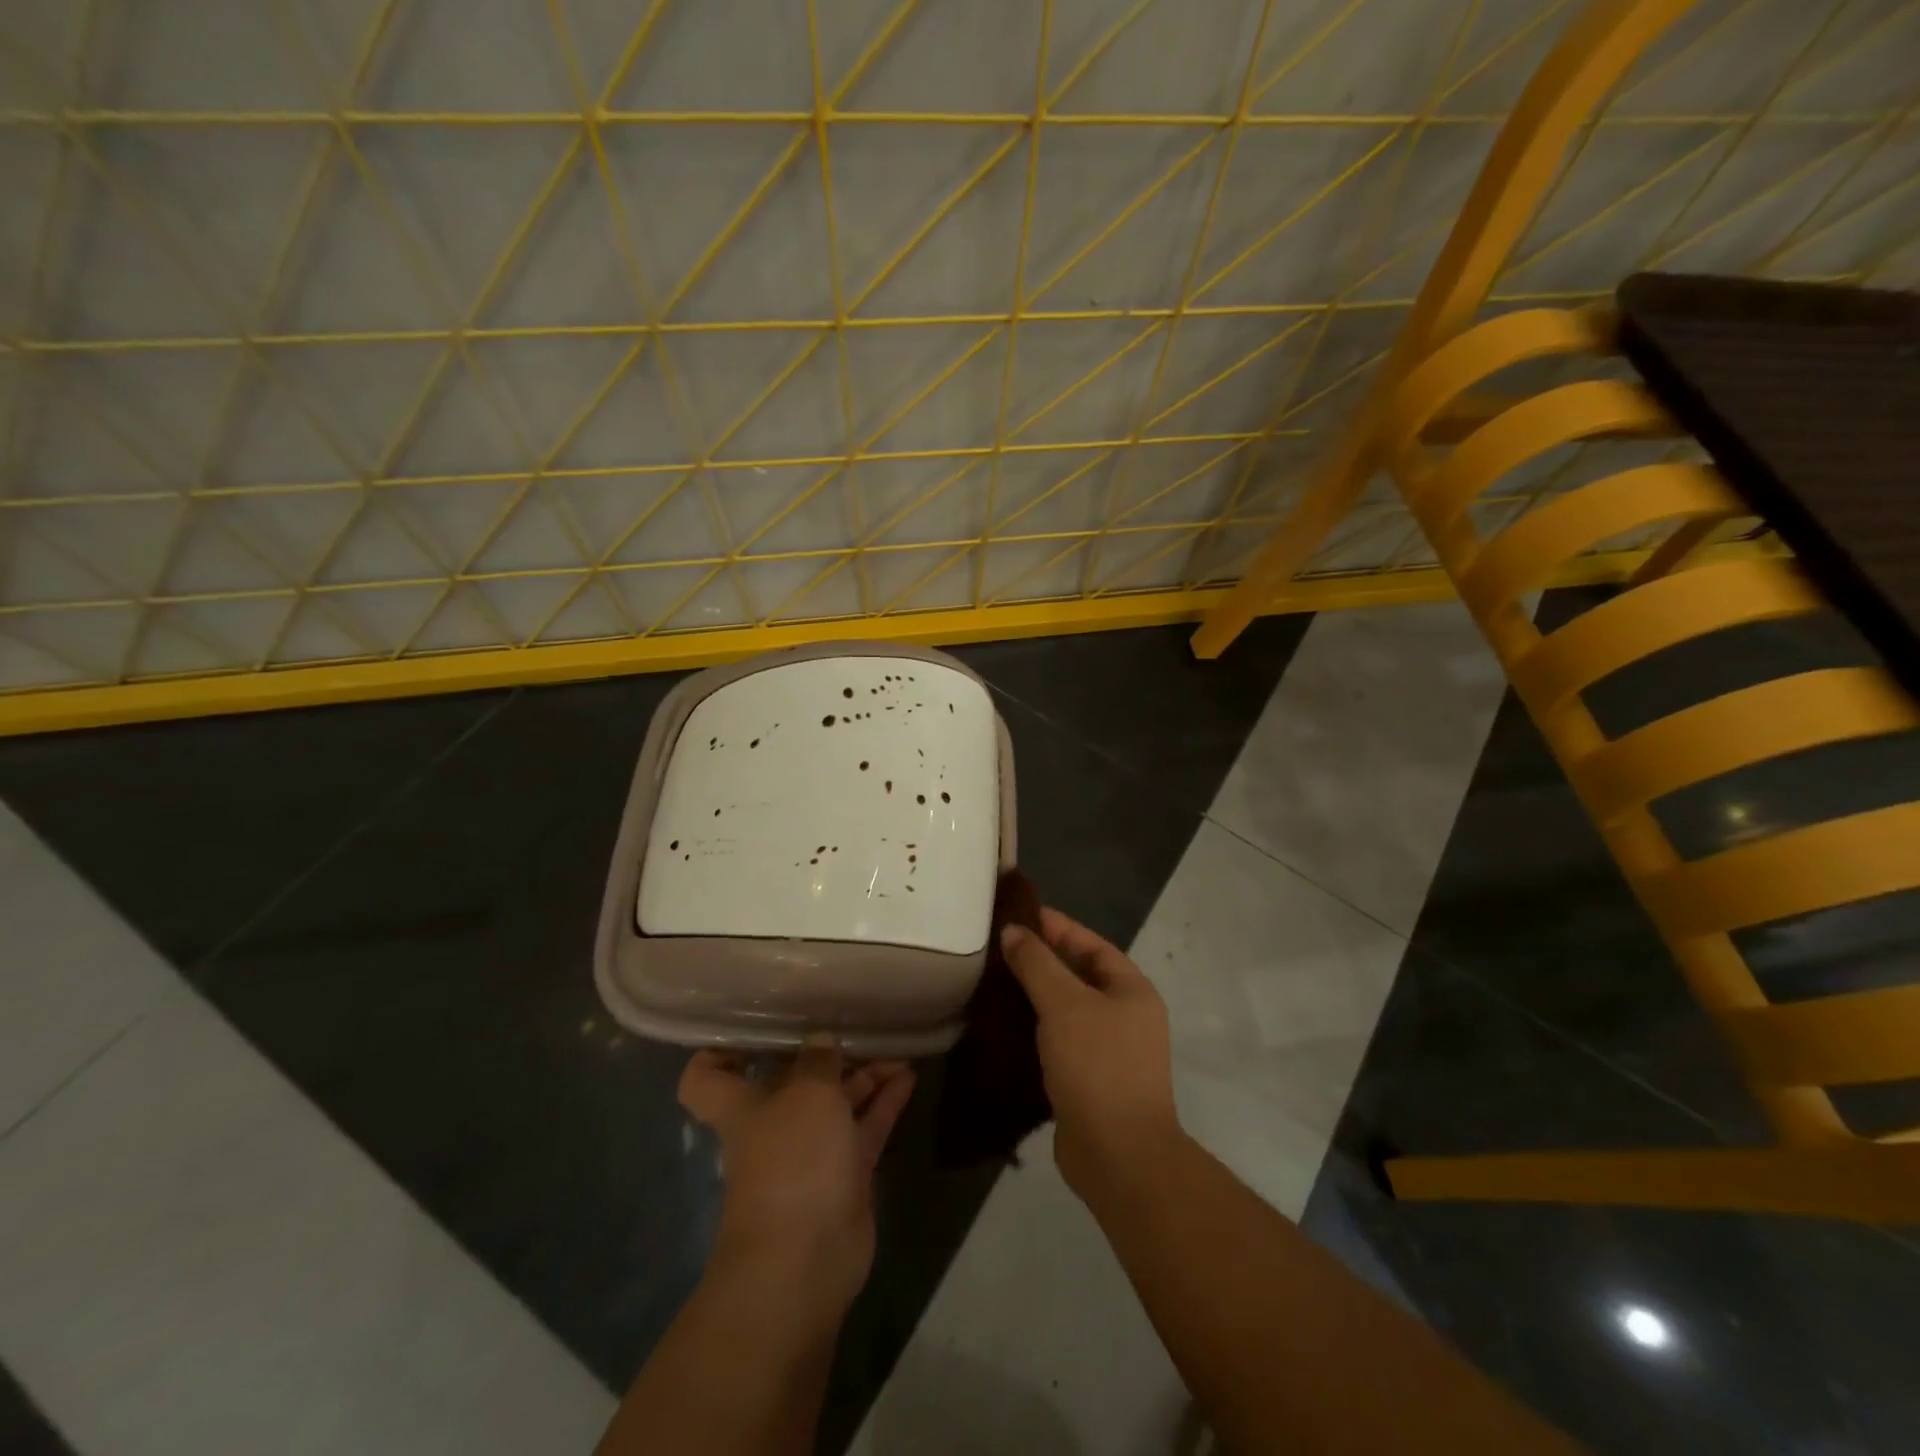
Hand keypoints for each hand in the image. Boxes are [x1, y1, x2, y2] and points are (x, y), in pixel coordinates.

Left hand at [678, 1040, 914, 1318]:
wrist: (806, 1260)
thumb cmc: (792, 1161)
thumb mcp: (808, 1093)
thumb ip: (818, 1060)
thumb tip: (821, 1040)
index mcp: (742, 1106)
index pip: (708, 1076)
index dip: (721, 1051)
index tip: (753, 1029)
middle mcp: (773, 1124)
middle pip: (792, 1081)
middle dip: (822, 1053)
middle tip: (854, 1022)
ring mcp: (810, 1151)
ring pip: (837, 1101)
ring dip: (863, 1074)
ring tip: (895, 1044)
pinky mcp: (844, 1173)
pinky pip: (865, 1126)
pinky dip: (885, 1102)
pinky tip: (910, 1074)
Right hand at [1000, 908, 1180, 1197]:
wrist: (1118, 1156)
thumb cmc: (1097, 1065)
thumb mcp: (1064, 1003)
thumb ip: (1037, 963)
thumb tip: (1013, 931)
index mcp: (1131, 990)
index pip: (1091, 944)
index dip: (1056, 926)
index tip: (1017, 915)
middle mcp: (1126, 1016)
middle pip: (1079, 975)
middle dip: (1041, 960)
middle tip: (998, 948)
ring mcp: (1110, 1051)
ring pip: (1066, 1010)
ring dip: (1034, 996)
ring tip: (993, 982)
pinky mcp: (1089, 1081)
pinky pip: (1059, 1040)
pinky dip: (1034, 1029)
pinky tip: (1003, 1026)